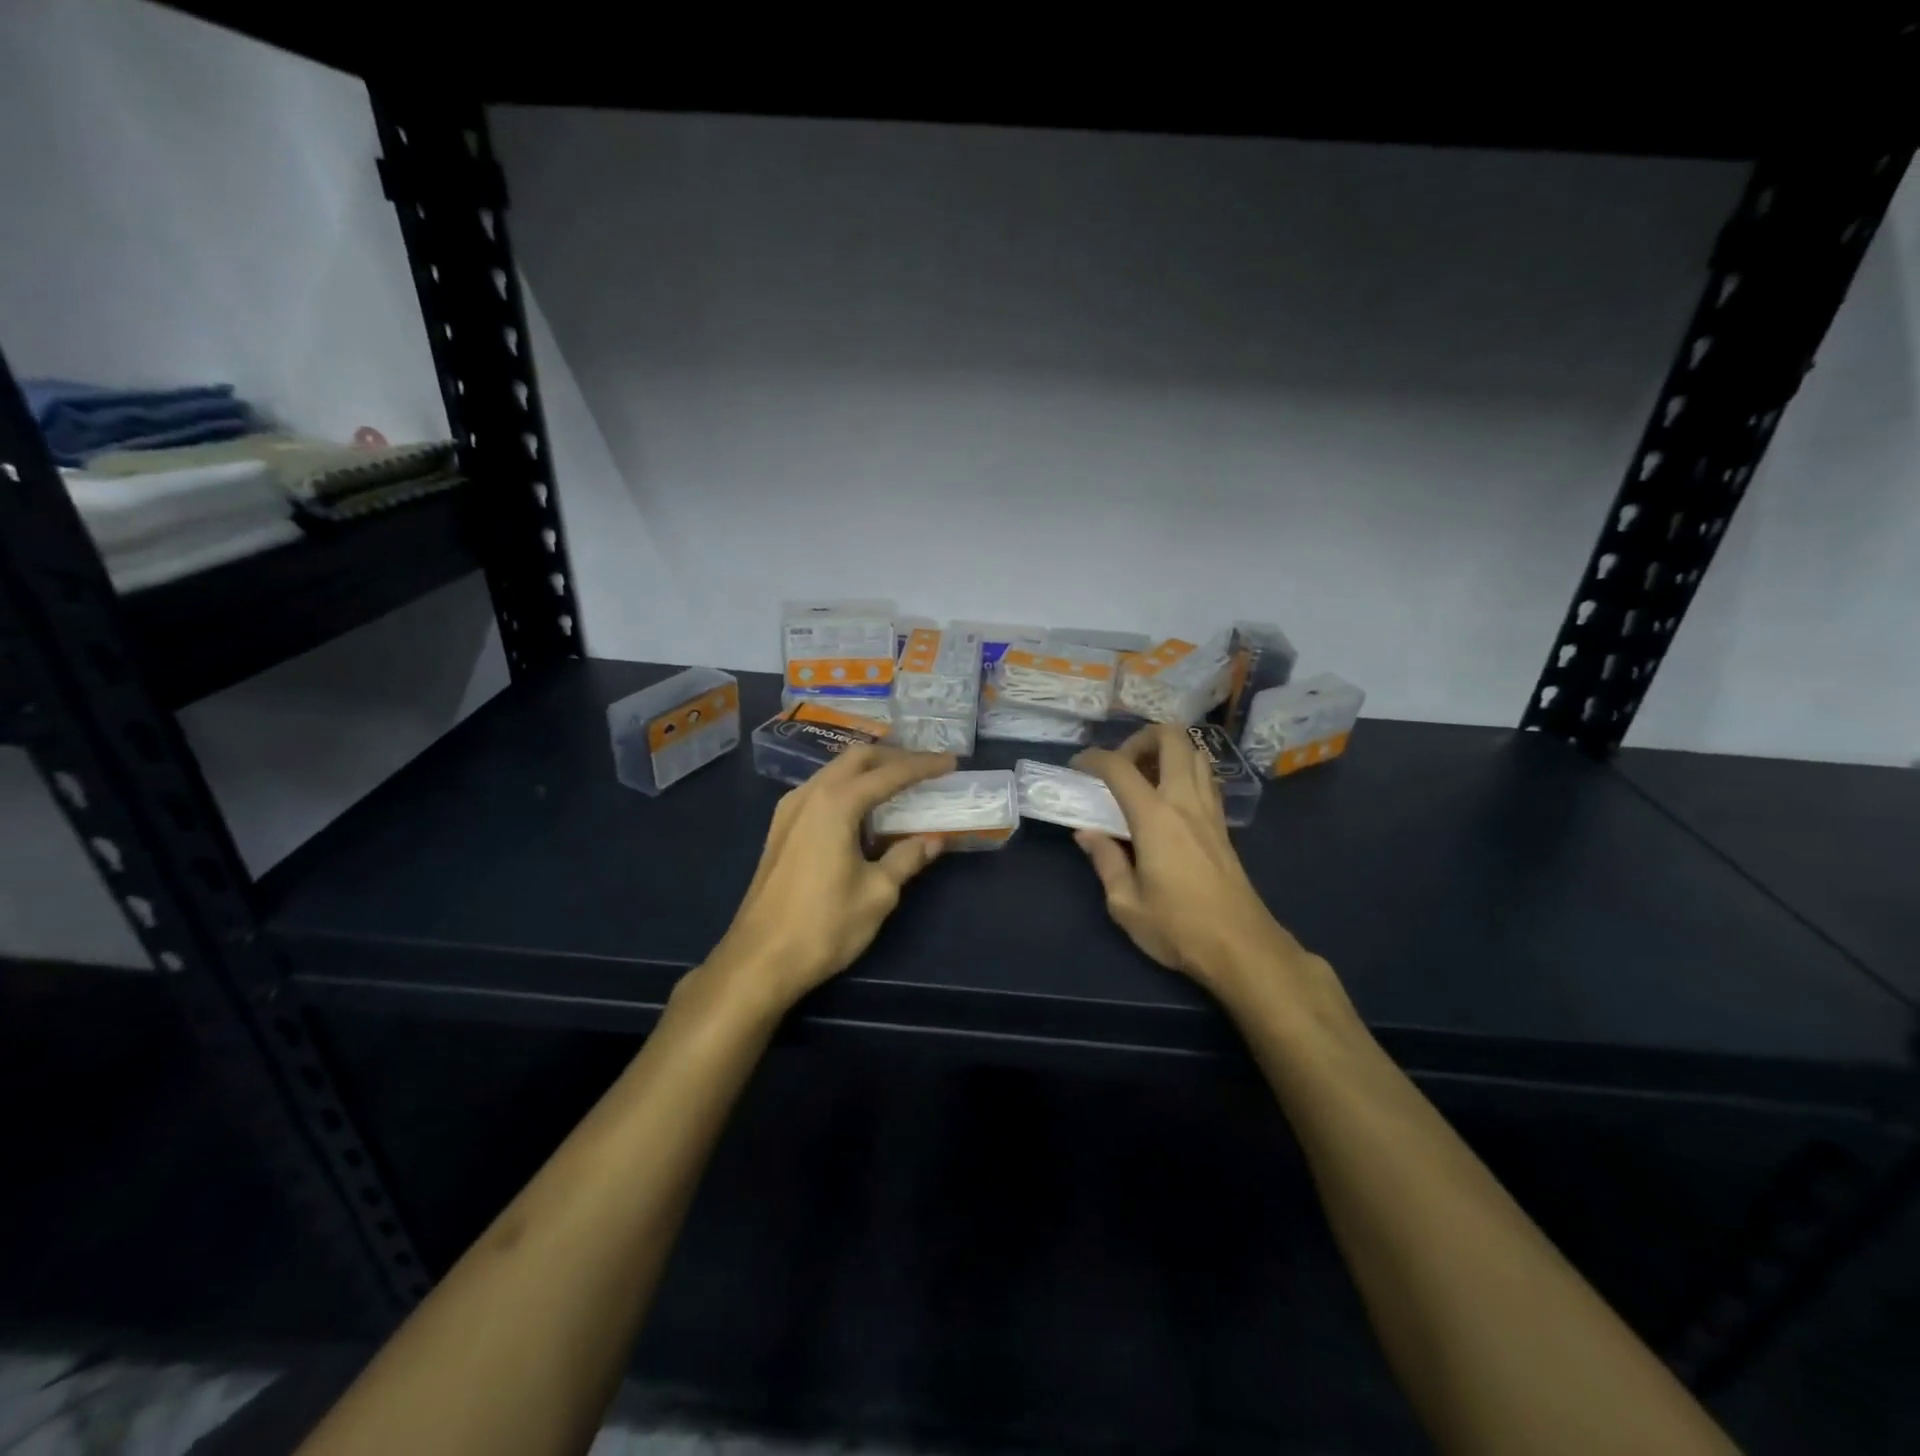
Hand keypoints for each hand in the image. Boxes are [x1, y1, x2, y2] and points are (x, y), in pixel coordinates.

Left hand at [706, 745, 955, 1012]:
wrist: (759, 960)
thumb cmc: (824, 925)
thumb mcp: (877, 893)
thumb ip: (907, 858)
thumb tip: (933, 839)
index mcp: (836, 803)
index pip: (889, 773)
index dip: (923, 766)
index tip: (951, 762)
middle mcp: (809, 795)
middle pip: (857, 759)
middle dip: (893, 757)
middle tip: (925, 767)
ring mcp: (789, 811)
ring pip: (835, 772)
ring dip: (868, 771)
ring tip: (899, 783)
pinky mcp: (781, 829)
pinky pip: (821, 791)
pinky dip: (848, 788)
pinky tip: (864, 810)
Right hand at [1072, 724, 1318, 1003]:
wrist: (1242, 947)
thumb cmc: (1178, 928)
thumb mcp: (1125, 903)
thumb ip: (1105, 860)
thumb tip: (1087, 833)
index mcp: (1155, 817)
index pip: (1119, 767)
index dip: (1093, 758)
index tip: (1077, 767)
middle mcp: (1185, 801)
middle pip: (1171, 737)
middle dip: (1140, 738)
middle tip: (1121, 765)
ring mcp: (1209, 809)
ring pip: (1194, 752)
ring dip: (1166, 751)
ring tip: (1144, 778)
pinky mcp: (1222, 824)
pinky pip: (1205, 777)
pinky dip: (1184, 770)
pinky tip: (1167, 799)